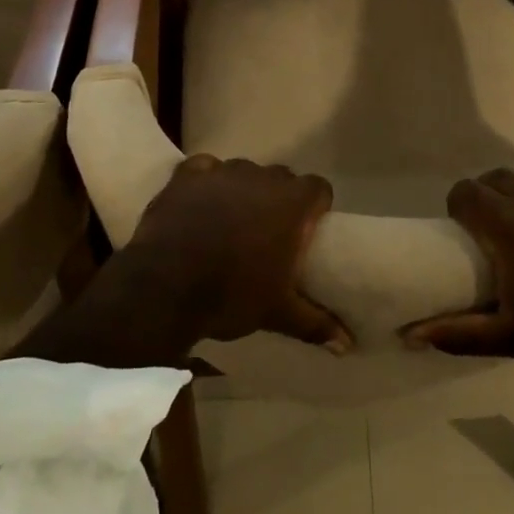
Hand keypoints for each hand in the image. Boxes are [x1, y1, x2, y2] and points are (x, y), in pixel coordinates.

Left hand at [128, 154, 351, 351]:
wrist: (165, 288)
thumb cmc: (231, 296)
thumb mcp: (278, 313)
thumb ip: (316, 323)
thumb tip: (348, 345)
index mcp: (291, 204)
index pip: (319, 188)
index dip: (316, 205)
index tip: (308, 228)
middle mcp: (261, 177)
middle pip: (282, 177)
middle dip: (279, 198)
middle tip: (269, 230)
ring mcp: (223, 171)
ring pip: (243, 171)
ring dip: (243, 189)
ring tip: (230, 219)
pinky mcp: (188, 174)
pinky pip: (205, 168)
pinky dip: (206, 181)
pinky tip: (199, 202)